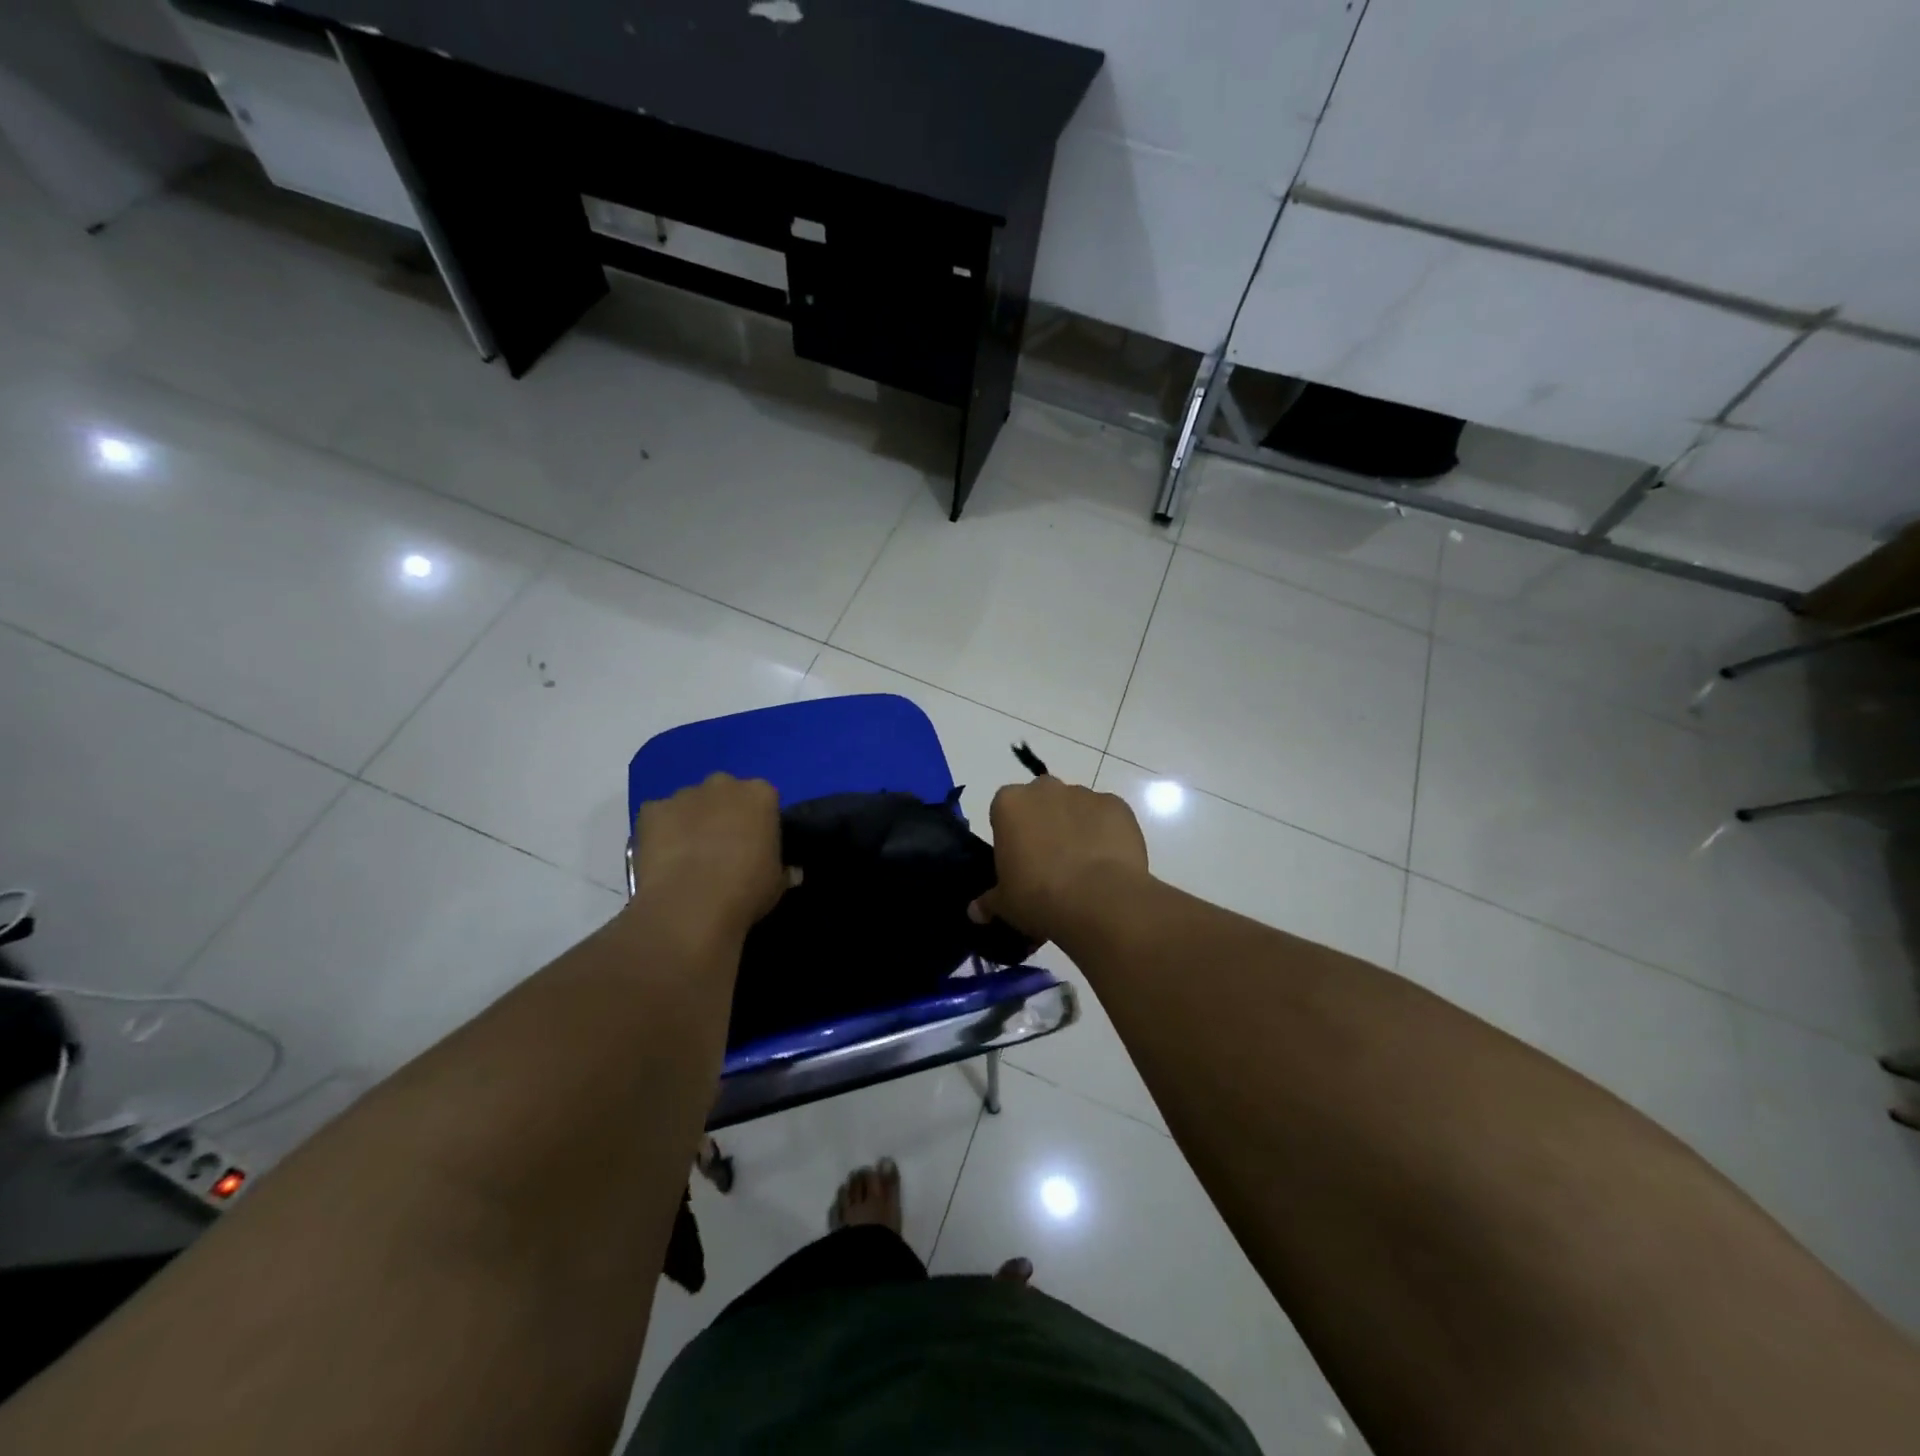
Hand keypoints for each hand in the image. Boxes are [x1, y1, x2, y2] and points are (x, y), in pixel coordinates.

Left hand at [631, 773, 786, 941]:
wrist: (690, 905)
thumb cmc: (746, 890)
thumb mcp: (777, 884)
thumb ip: (783, 870)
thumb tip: (792, 872)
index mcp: (760, 794)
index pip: (764, 798)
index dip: (759, 821)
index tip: (756, 844)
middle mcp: (723, 784)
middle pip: (726, 792)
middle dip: (724, 812)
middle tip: (723, 846)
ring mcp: (684, 794)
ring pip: (690, 802)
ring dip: (691, 820)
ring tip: (689, 856)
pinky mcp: (651, 810)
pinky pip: (659, 816)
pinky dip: (661, 831)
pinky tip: (663, 857)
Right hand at [970, 776, 1149, 940]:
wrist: (1099, 900)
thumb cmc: (1038, 897)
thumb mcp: (1004, 904)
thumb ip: (988, 901)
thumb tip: (976, 911)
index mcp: (1009, 803)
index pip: (1004, 811)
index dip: (1011, 836)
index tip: (1018, 861)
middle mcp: (1045, 789)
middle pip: (1040, 802)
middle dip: (1043, 824)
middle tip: (1049, 863)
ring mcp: (1084, 794)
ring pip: (1075, 808)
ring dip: (1076, 828)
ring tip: (1083, 868)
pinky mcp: (1117, 805)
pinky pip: (1107, 818)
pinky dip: (1106, 834)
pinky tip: (1109, 864)